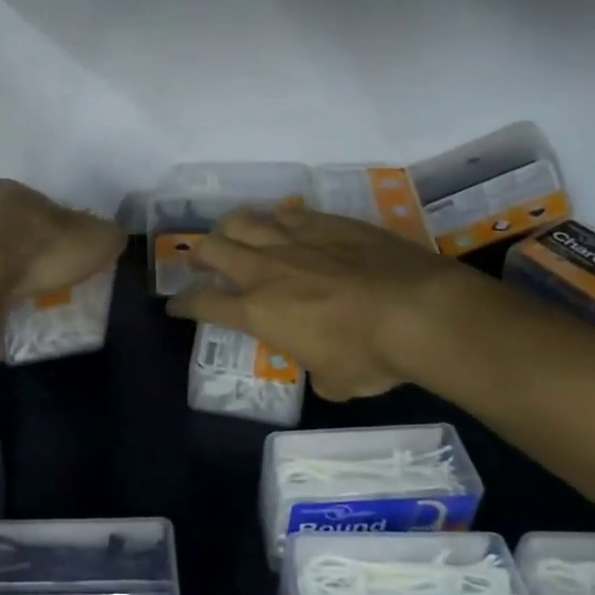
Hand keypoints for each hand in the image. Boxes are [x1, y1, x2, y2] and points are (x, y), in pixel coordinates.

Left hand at [0, 180, 126, 355]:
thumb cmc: (33, 252)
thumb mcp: (93, 240)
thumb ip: (107, 236)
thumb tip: (110, 238)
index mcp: (11, 192)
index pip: (43, 209)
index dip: (62, 235)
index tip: (72, 263)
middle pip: (11, 236)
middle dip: (28, 261)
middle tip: (48, 291)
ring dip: (1, 288)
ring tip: (21, 316)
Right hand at [167, 205, 467, 399]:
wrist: (417, 311)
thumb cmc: (370, 356)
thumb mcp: (336, 381)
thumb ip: (317, 372)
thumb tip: (323, 370)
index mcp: (257, 312)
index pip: (203, 303)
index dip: (183, 304)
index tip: (176, 305)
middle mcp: (265, 269)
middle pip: (211, 248)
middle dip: (198, 255)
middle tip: (201, 263)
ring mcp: (294, 239)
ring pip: (243, 221)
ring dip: (230, 229)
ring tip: (234, 235)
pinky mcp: (325, 221)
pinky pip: (287, 212)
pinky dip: (276, 220)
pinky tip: (284, 226)